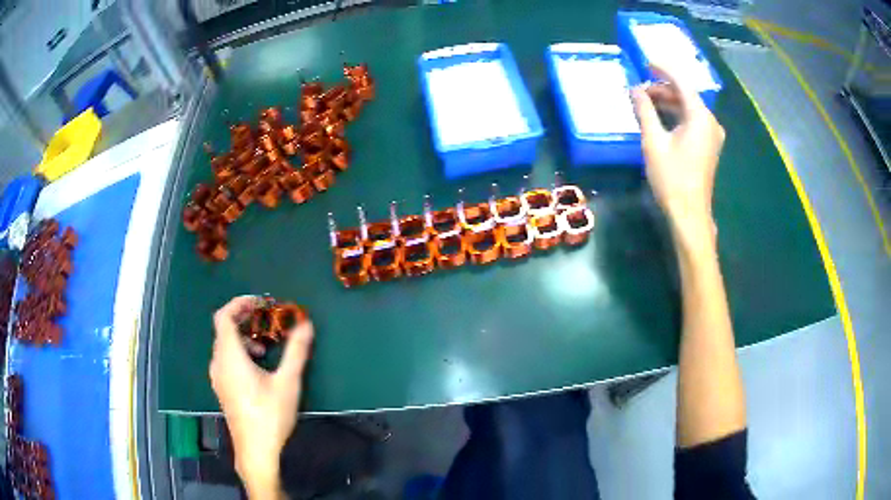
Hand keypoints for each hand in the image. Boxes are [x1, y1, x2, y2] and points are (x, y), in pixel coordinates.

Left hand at [209, 296, 313, 498]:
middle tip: (266, 319)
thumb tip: (306, 324)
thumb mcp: (287, 382)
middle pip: (224, 329)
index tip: (260, 302)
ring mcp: (218, 377)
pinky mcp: (222, 388)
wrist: (255, 450)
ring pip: (224, 345)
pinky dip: (239, 352)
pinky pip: (225, 359)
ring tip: (265, 347)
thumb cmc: (270, 415)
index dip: (239, 303)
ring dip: (243, 337)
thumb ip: (296, 351)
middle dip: (245, 319)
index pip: (224, 316)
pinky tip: (258, 368)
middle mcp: (218, 363)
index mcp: (230, 357)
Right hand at [631, 63, 724, 242]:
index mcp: (700, 116)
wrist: (689, 213)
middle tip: (639, 88)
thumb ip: (644, 110)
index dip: (663, 69)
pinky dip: (676, 115)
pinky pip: (692, 121)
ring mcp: (712, 135)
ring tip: (645, 102)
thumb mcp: (653, 141)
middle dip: (663, 88)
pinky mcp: (709, 146)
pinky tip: (660, 118)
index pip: (682, 82)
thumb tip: (635, 89)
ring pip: (689, 108)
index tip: (646, 61)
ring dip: (668, 102)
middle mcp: (710, 121)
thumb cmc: (671, 177)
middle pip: (686, 95)